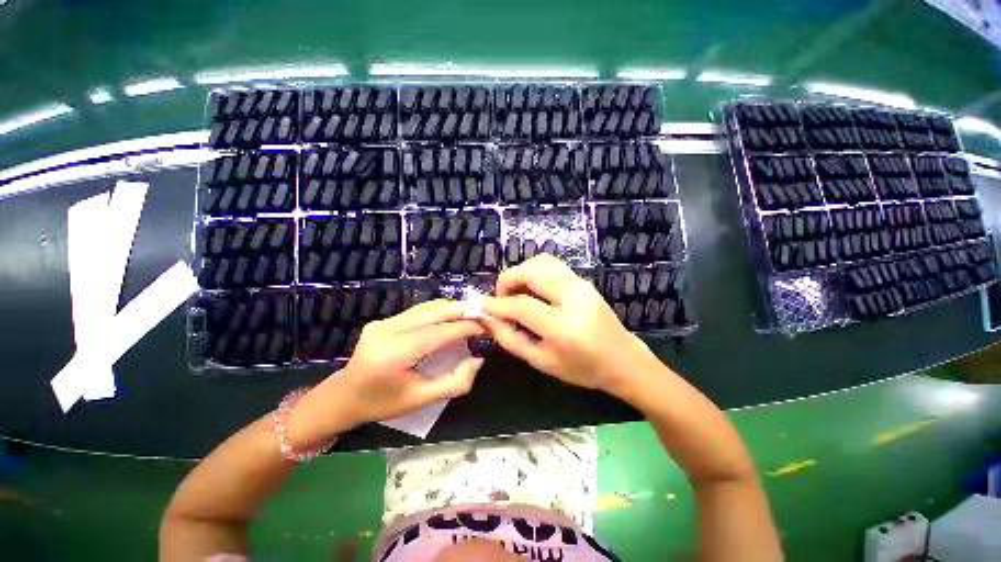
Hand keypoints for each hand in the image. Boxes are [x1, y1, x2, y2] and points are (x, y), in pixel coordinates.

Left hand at [287, 300, 485, 448]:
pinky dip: (438, 312)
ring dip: (452, 309)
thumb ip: (456, 382)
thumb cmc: (382, 403)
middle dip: (463, 311)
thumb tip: (478, 359)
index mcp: (395, 354)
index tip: (488, 326)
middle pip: (434, 312)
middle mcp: (387, 331)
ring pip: (426, 307)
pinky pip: (418, 311)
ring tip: (472, 315)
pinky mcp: (383, 320)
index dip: (466, 327)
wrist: (342, 397)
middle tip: (484, 315)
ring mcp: (383, 322)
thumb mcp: (422, 400)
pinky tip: (451, 318)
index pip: (439, 332)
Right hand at [481, 254, 654, 397]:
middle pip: (532, 270)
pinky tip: (531, 290)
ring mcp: (581, 285)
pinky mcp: (583, 280)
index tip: (482, 306)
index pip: (521, 305)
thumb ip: (511, 339)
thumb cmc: (582, 369)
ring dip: (521, 272)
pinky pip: (552, 266)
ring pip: (542, 261)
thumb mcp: (542, 361)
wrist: (623, 360)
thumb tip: (488, 318)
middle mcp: (574, 298)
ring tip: (515, 292)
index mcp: (563, 327)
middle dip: (508, 279)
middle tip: (501, 297)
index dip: (497, 304)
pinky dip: (534, 272)